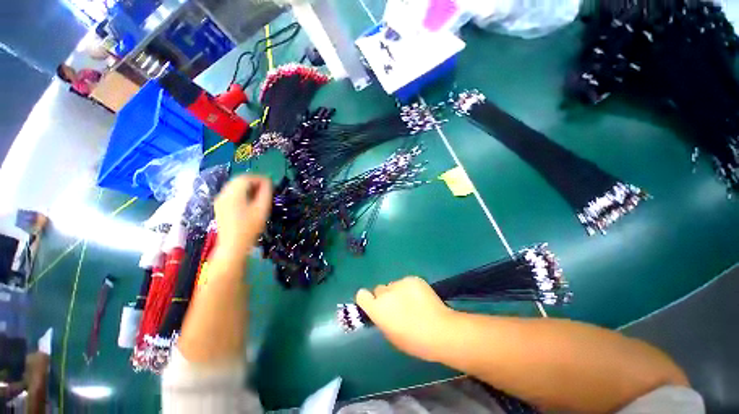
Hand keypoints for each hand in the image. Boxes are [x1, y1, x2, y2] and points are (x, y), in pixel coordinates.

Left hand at [213, 175, 271, 259]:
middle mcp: (223, 194)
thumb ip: (265, 193)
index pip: (246, 178)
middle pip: (238, 180)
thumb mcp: (262, 209)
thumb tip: (267, 182)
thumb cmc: (250, 227)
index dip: (259, 178)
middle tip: (266, 188)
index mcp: (233, 193)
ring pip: (234, 186)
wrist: (233, 245)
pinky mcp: (220, 206)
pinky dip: (241, 192)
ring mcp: (220, 200)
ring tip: (259, 193)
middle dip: (253, 181)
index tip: (270, 183)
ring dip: (247, 186)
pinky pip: (231, 193)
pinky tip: (249, 200)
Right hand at [356, 276, 456, 361]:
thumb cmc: (414, 341)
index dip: (367, 299)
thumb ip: (382, 319)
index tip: (374, 305)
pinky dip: (410, 288)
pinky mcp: (413, 278)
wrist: (440, 330)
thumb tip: (383, 312)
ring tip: (413, 302)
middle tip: (398, 306)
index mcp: (377, 309)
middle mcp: (386, 293)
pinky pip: (407, 282)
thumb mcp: (392, 335)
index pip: (362, 295)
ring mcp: (400, 283)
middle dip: (385, 297)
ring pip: (394, 285)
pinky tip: (421, 298)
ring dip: (399, 292)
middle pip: (379, 289)